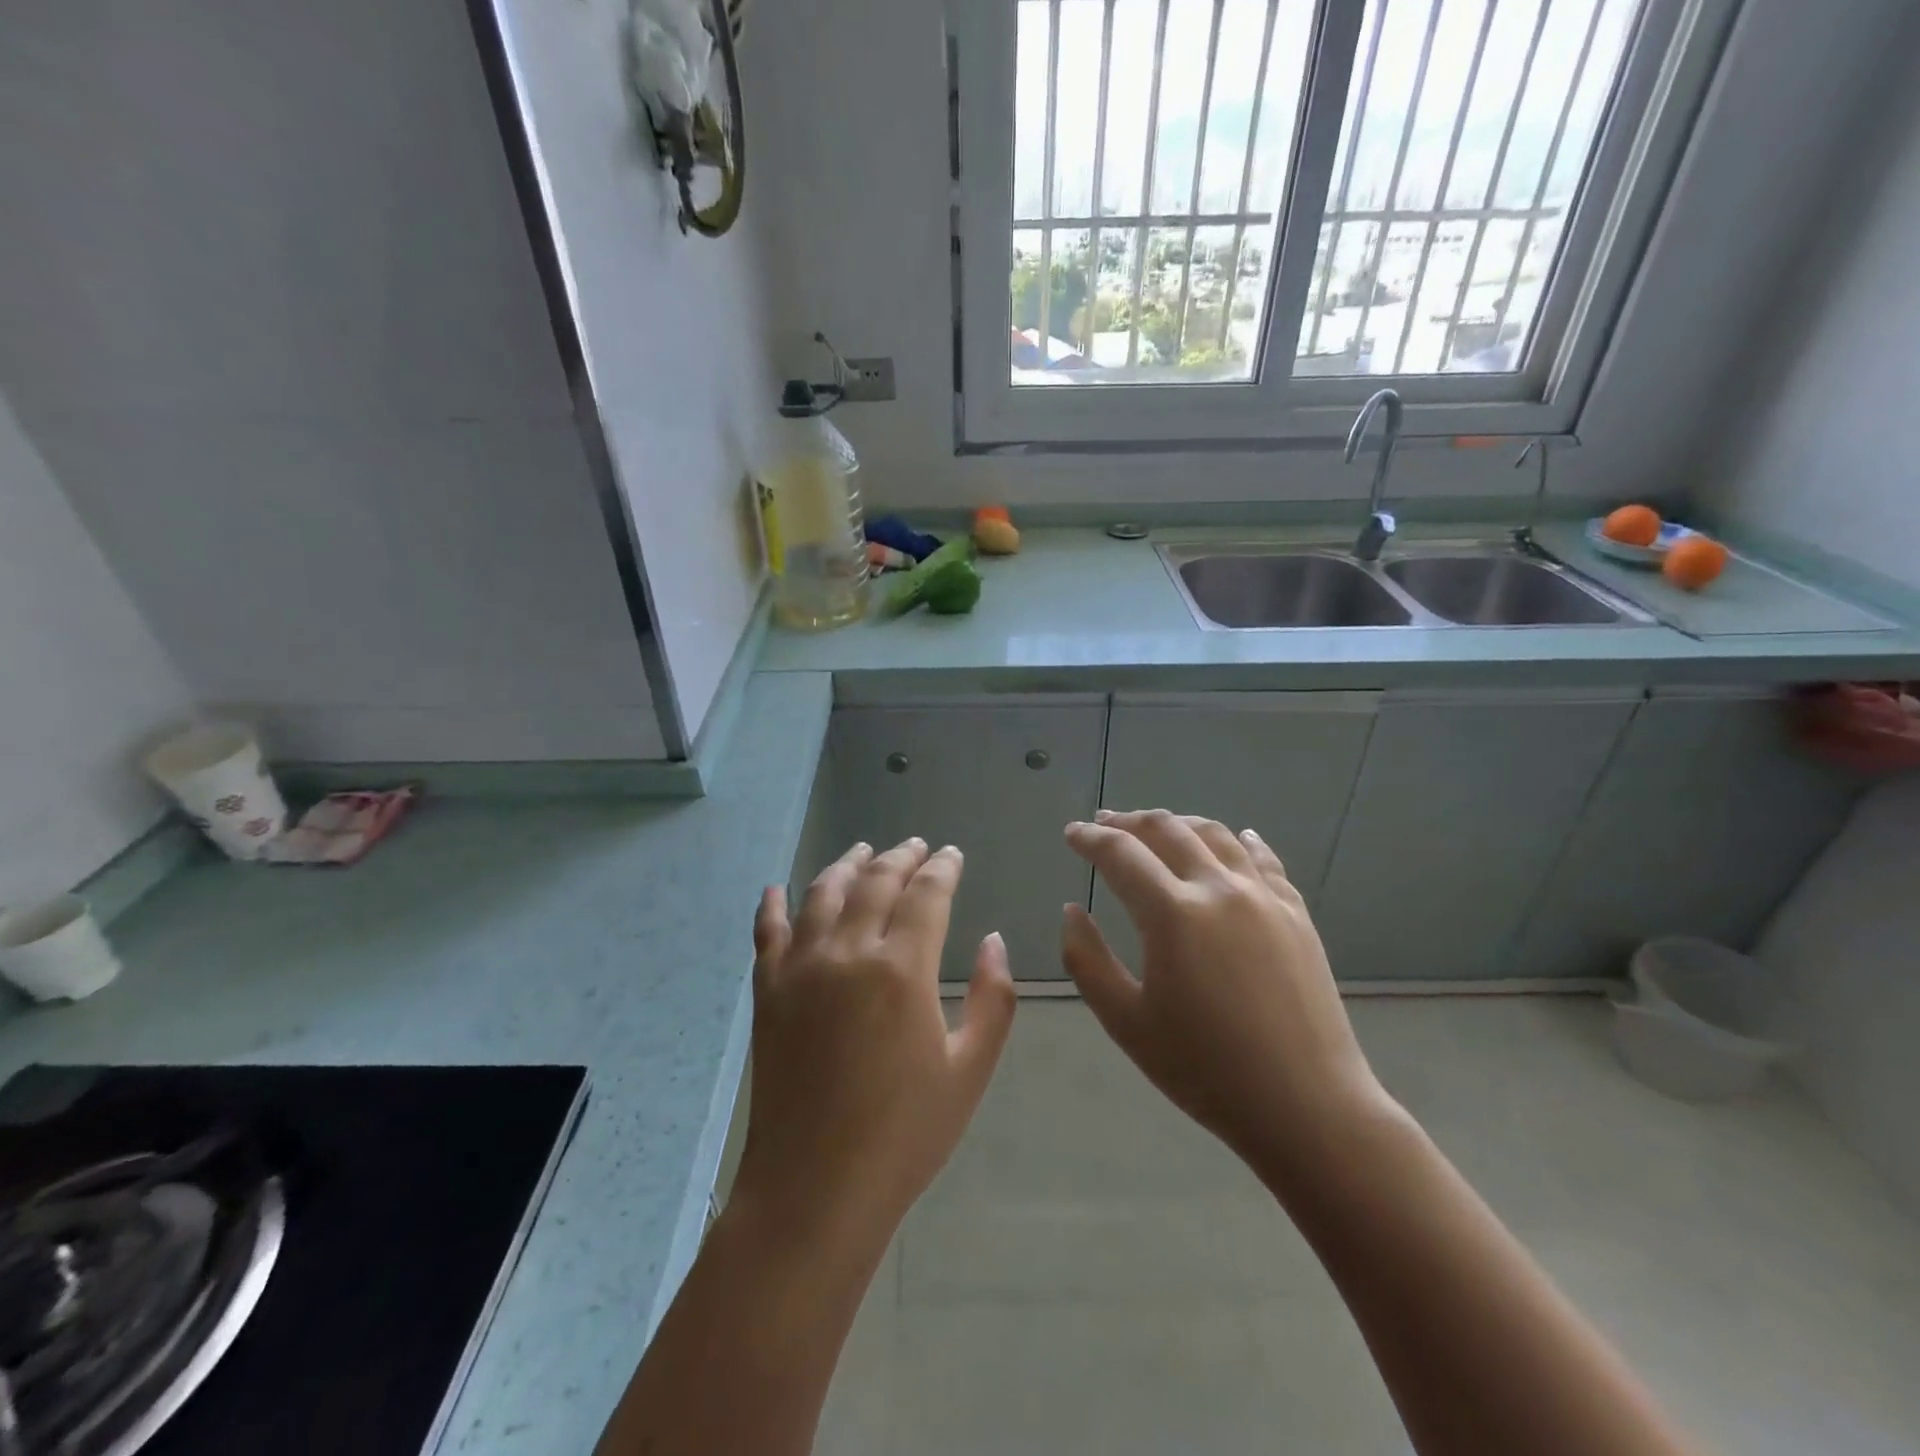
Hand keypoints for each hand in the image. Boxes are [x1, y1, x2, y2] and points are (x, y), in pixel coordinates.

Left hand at [736, 839, 1017, 1247]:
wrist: (815, 1189)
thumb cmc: (904, 1134)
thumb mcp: (970, 1070)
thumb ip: (994, 999)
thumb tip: (994, 940)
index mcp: (902, 969)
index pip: (926, 894)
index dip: (942, 868)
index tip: (952, 854)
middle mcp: (848, 952)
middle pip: (875, 882)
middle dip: (900, 856)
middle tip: (916, 846)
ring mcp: (800, 968)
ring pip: (822, 893)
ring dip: (846, 865)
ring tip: (862, 851)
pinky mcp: (767, 992)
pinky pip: (767, 932)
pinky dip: (773, 905)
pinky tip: (779, 889)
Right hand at [1061, 810, 1391, 1193]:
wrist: (1307, 1106)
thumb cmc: (1205, 1070)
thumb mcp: (1126, 1022)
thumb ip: (1087, 960)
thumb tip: (1072, 910)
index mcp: (1172, 913)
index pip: (1120, 854)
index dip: (1090, 839)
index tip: (1072, 833)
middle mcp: (1218, 888)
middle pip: (1167, 830)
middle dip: (1129, 821)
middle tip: (1106, 823)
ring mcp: (1263, 896)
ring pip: (1216, 834)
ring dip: (1179, 822)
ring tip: (1158, 826)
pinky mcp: (1296, 913)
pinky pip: (1264, 858)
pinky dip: (1239, 840)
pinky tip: (1235, 837)